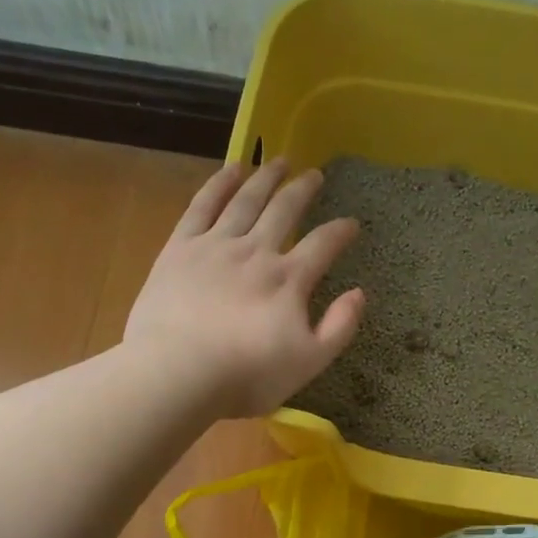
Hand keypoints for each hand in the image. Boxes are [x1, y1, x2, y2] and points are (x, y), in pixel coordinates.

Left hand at [124, 159, 364, 417]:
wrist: (177, 372)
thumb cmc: (246, 376)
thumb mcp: (308, 363)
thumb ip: (339, 327)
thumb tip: (360, 293)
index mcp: (289, 280)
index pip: (323, 245)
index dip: (341, 232)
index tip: (352, 223)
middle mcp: (257, 252)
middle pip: (285, 211)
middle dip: (303, 191)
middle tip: (314, 174)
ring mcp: (216, 246)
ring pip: (247, 200)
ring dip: (266, 178)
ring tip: (279, 161)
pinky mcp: (181, 248)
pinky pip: (203, 206)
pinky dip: (220, 184)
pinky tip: (233, 169)